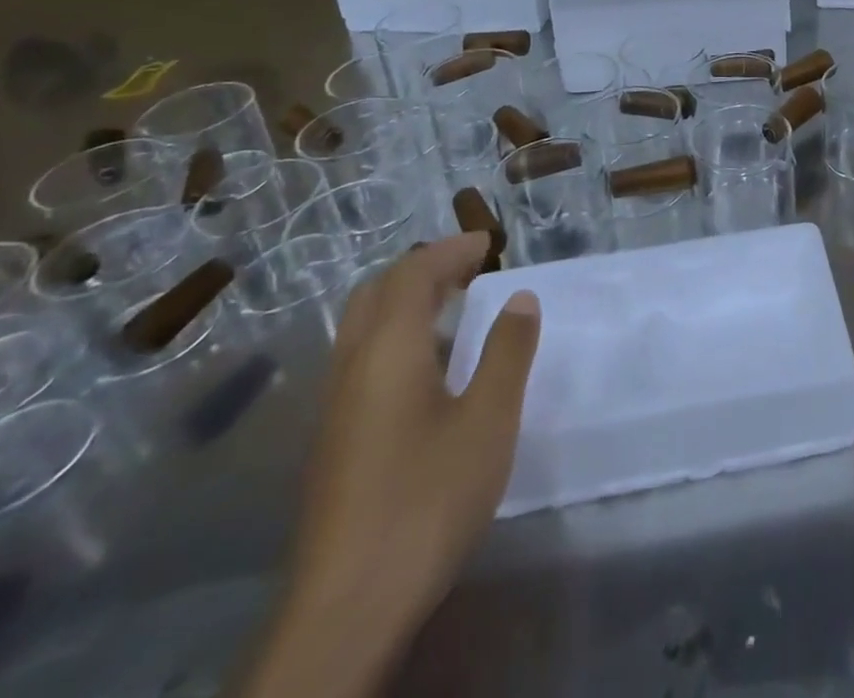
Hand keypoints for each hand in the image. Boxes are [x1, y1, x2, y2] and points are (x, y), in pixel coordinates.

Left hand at [248, 234, 539, 697]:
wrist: (346, 610)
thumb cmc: (427, 499)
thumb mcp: (489, 420)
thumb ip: (508, 352)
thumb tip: (520, 298)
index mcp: (387, 350)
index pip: (412, 273)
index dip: (451, 249)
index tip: (490, 243)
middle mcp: (351, 367)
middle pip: (377, 293)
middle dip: (423, 269)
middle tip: (471, 269)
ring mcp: (335, 408)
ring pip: (363, 328)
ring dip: (407, 303)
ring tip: (456, 309)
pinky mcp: (333, 443)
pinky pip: (362, 360)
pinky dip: (396, 337)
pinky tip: (429, 371)